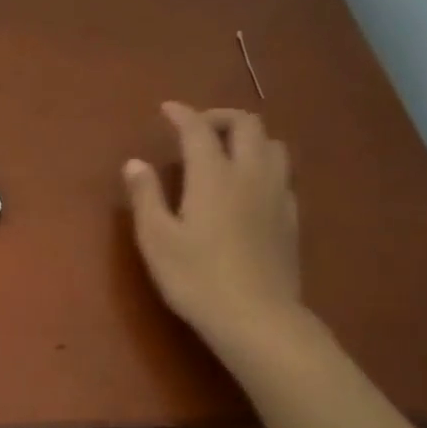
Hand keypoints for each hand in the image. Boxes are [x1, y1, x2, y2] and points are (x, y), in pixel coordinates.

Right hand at [123, 103, 301, 358]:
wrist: (256, 318)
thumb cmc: (196, 278)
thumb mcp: (156, 239)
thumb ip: (146, 196)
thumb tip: (135, 163)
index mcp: (213, 175)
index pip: (199, 130)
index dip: (182, 114)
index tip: (167, 109)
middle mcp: (250, 174)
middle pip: (247, 124)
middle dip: (221, 116)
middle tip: (198, 127)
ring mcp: (277, 195)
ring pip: (274, 145)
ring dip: (249, 137)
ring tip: (227, 151)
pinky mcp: (291, 218)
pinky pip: (283, 174)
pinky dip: (264, 165)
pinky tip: (250, 186)